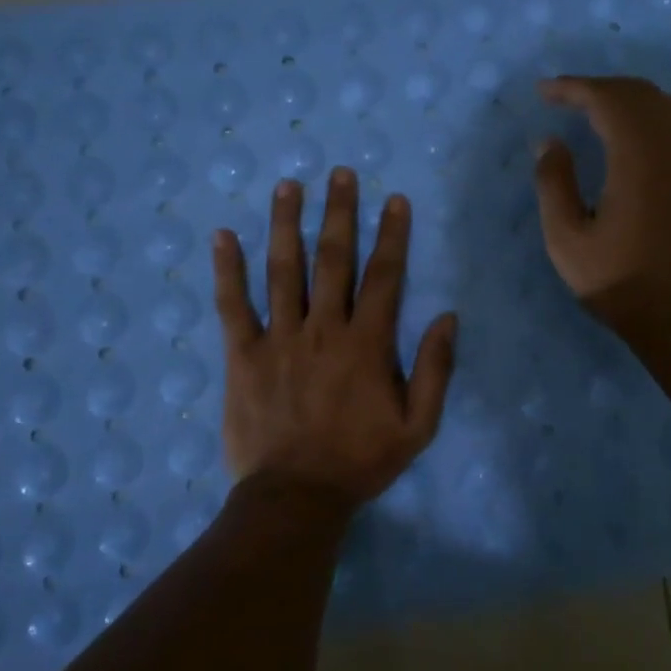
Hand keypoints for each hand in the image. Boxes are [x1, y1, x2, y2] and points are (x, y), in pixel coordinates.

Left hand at [212, 169, 457, 512]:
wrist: (295, 497)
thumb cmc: (360, 462)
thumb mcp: (418, 427)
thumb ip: (436, 370)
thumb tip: (447, 317)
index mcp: (366, 344)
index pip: (383, 276)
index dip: (391, 235)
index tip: (394, 200)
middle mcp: (323, 329)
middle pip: (333, 260)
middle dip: (339, 213)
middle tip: (340, 173)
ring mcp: (279, 339)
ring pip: (283, 271)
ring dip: (286, 225)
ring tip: (289, 185)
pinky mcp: (243, 356)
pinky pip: (233, 306)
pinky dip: (227, 270)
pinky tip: (223, 236)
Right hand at [532, 75, 670, 338]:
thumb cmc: (620, 283)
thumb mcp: (567, 240)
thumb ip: (554, 184)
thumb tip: (550, 142)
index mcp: (639, 156)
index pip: (606, 99)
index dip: (573, 88)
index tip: (544, 91)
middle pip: (639, 94)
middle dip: (599, 88)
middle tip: (565, 97)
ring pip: (666, 106)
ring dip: (628, 99)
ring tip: (597, 111)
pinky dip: (652, 118)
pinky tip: (635, 139)